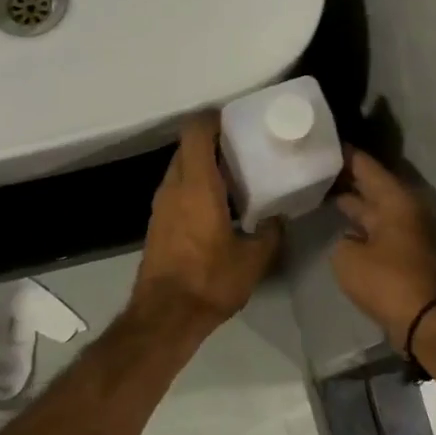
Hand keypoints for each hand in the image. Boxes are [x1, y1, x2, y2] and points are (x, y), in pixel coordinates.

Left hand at [131, 113, 281, 328]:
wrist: (165, 316)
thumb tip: (278, 218)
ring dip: (202, 166)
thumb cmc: (210, 281)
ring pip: (180, 170)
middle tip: (243, 149)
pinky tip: (217, 206)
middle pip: (187, 148)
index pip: (196, 132)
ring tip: (234, 177)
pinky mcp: (157, 224)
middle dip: (212, 142)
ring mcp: (161, 206)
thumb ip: (269, 232)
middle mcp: (174, 187)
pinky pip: (176, 191)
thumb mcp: (253, 259)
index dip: (213, 119)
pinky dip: (193, 187)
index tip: (236, 121)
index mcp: (197, 185)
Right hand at [330, 148, 435, 349]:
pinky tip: (341, 225)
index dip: (345, 154)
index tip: (323, 142)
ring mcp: (408, 232)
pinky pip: (379, 228)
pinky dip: (361, 223)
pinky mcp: (406, 253)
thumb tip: (351, 238)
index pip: (366, 166)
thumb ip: (343, 240)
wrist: (424, 320)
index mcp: (395, 200)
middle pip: (372, 185)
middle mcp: (405, 210)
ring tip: (322, 191)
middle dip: (346, 176)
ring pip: (375, 207)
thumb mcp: (347, 257)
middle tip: (316, 166)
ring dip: (354, 201)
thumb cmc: (386, 281)